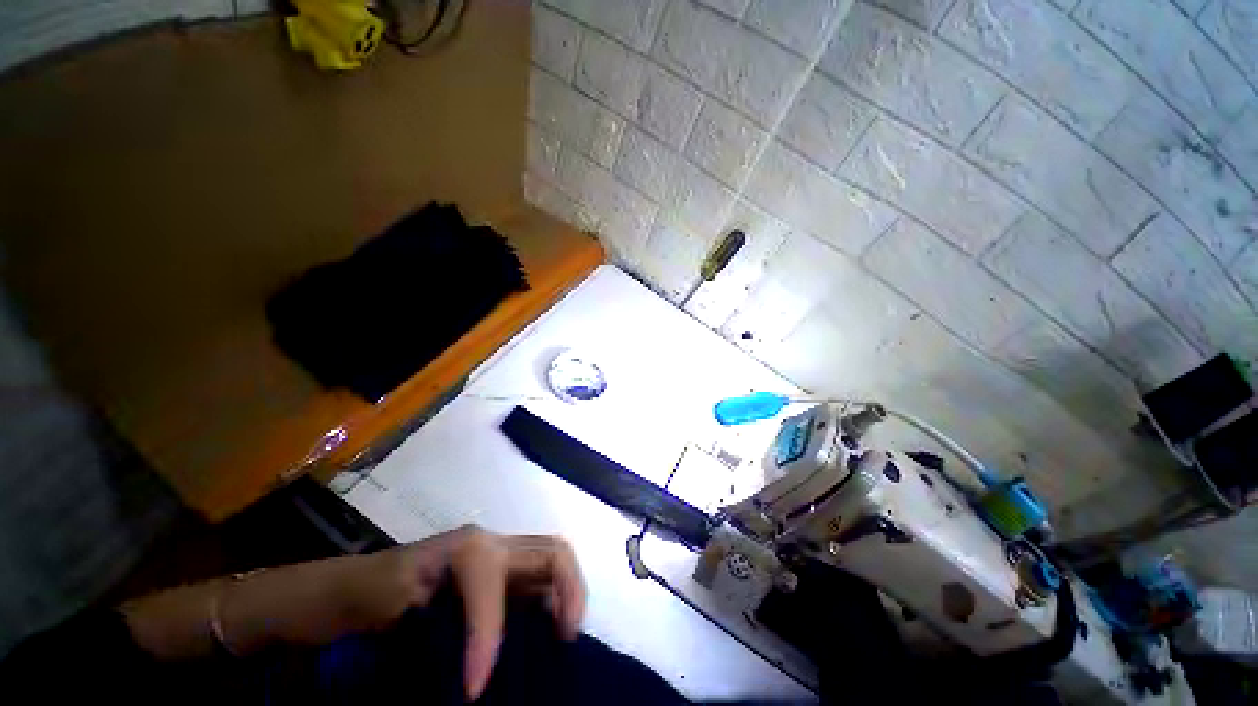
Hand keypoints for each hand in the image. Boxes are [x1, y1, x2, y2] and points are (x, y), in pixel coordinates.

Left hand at [359, 526, 586, 699]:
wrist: (357, 587)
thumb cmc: (370, 589)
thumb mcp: (394, 600)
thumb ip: (437, 629)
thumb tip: (481, 684)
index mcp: (471, 547)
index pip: (494, 586)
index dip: (489, 637)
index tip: (474, 690)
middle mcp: (495, 546)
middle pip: (552, 553)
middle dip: (570, 592)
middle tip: (567, 639)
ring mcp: (501, 562)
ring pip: (553, 566)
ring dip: (567, 598)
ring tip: (563, 640)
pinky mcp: (500, 581)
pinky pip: (540, 586)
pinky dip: (552, 607)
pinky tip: (544, 638)